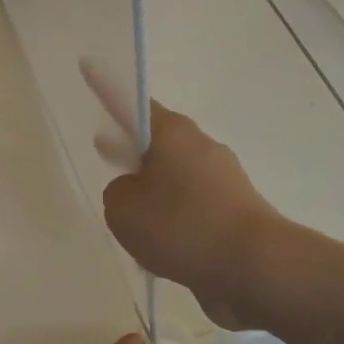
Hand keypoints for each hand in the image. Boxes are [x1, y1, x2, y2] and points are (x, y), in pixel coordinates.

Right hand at [103, 103, 278, 328]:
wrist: (252, 266)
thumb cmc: (181, 227)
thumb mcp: (123, 209)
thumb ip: (117, 193)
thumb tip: (135, 192)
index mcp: (173, 133)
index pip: (133, 104)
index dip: (108, 94)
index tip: (91, 76)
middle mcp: (201, 147)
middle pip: (158, 141)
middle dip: (131, 149)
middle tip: (105, 151)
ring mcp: (223, 180)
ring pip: (175, 177)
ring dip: (153, 190)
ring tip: (130, 218)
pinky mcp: (233, 212)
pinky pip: (191, 207)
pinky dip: (173, 219)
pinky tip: (159, 245)